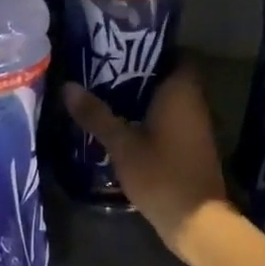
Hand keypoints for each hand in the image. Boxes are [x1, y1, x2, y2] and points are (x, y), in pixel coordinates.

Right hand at [64, 62, 232, 263]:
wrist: (195, 220)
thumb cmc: (160, 174)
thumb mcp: (122, 144)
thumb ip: (96, 115)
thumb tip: (68, 87)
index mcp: (181, 91)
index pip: (175, 52)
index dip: (152, 46)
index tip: (123, 45)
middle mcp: (194, 102)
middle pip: (169, 75)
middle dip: (141, 71)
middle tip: (105, 68)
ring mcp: (196, 125)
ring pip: (169, 99)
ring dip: (144, 96)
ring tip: (107, 92)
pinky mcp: (191, 145)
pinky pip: (171, 119)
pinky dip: (151, 116)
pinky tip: (124, 122)